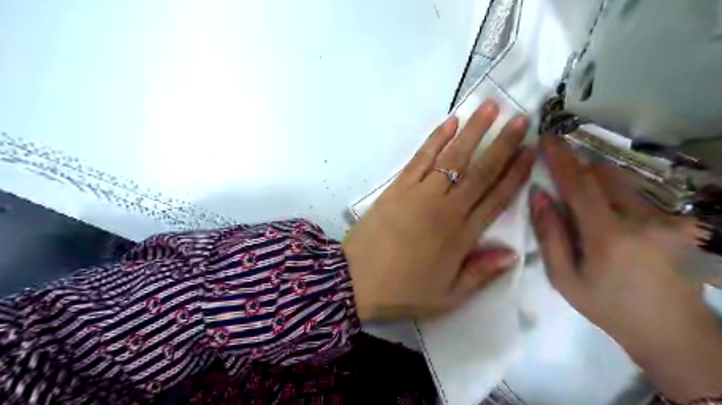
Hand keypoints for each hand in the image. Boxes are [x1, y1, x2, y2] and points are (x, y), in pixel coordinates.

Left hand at [341, 100, 531, 322]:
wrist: (356, 280)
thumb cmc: (403, 290)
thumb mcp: (448, 296)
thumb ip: (481, 274)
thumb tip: (513, 254)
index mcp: (462, 236)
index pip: (497, 198)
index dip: (516, 173)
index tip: (531, 151)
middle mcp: (446, 208)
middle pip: (480, 171)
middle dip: (503, 143)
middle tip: (521, 118)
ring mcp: (420, 193)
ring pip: (453, 157)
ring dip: (473, 131)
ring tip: (490, 106)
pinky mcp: (398, 187)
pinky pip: (420, 158)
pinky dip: (436, 138)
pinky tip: (451, 122)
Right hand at [528, 137, 721, 401]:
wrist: (672, 331)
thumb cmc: (607, 306)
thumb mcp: (564, 278)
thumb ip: (549, 235)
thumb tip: (539, 195)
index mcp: (609, 238)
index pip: (580, 185)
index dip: (561, 159)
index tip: (547, 138)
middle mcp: (645, 221)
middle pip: (605, 175)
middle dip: (580, 170)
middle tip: (564, 182)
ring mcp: (671, 220)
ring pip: (624, 182)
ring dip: (600, 185)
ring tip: (591, 211)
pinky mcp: (685, 222)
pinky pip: (640, 195)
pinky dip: (618, 198)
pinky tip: (617, 225)